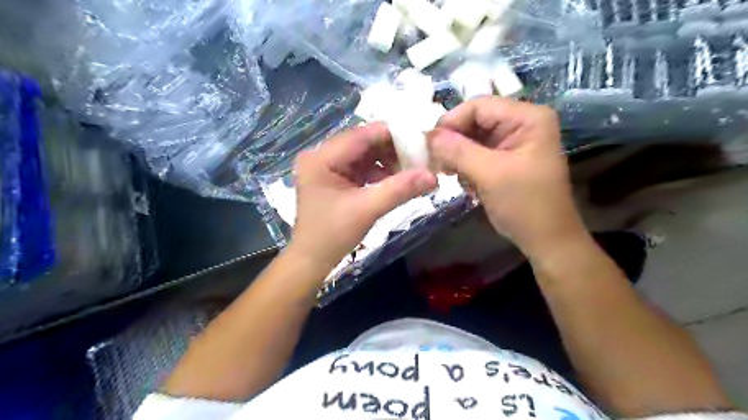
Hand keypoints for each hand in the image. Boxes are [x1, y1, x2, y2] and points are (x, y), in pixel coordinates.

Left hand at [286, 122, 439, 272]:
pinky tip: (395, 181)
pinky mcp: (334, 178)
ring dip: (388, 162)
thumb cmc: (333, 235)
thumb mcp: (367, 210)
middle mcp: (321, 155)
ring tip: (411, 172)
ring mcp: (327, 166)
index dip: (393, 136)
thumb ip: (399, 190)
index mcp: (321, 157)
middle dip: (392, 150)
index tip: (422, 142)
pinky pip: (361, 167)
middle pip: (363, 143)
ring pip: (364, 154)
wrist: (312, 260)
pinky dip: (379, 172)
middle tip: (420, 160)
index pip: (362, 135)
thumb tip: (433, 176)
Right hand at [427, 96, 583, 258]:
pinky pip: (476, 154)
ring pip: (472, 139)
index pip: (479, 106)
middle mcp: (520, 124)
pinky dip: (465, 167)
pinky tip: (468, 184)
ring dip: (458, 158)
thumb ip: (457, 151)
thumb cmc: (525, 205)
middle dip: (453, 143)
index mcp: (527, 118)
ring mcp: (512, 142)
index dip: (451, 122)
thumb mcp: (490, 174)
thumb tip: (427, 135)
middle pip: (474, 121)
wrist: (546, 239)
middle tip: (436, 164)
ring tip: (453, 177)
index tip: (430, 145)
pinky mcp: (505, 159)